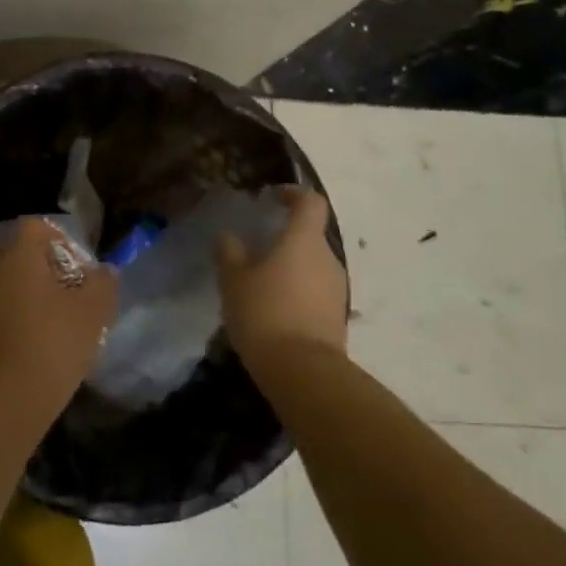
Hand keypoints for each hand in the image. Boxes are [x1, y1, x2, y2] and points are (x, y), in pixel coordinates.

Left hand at [0, 217, 117, 414]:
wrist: (6, 396)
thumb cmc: (52, 342)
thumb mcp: (92, 313)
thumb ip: (102, 285)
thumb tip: (105, 271)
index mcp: (18, 256)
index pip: (33, 227)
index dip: (56, 240)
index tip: (74, 267)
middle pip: (3, 251)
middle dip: (23, 263)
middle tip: (48, 285)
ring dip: (8, 289)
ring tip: (36, 311)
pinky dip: (0, 314)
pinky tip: (24, 335)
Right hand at [216, 187, 348, 369]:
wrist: (303, 372)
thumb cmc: (264, 313)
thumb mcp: (234, 280)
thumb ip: (230, 253)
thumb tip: (229, 237)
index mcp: (303, 241)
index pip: (310, 202)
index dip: (293, 194)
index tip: (273, 198)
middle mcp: (327, 259)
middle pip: (310, 235)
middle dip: (286, 237)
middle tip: (256, 247)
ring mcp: (337, 289)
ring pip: (313, 265)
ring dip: (291, 267)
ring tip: (261, 282)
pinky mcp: (337, 317)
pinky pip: (315, 291)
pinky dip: (297, 291)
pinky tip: (273, 308)